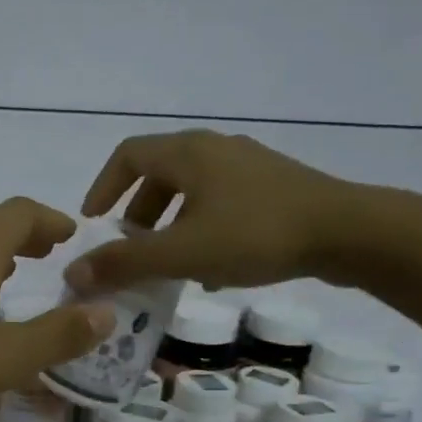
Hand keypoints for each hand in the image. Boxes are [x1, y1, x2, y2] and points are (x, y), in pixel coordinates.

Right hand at [65, 130, 381, 293]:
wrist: (348, 232)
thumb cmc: (256, 234)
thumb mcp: (182, 253)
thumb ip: (126, 262)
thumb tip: (73, 273)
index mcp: (188, 152)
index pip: (127, 156)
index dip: (103, 188)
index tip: (94, 224)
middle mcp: (215, 148)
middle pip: (159, 174)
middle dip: (137, 215)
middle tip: (130, 250)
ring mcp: (248, 165)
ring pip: (191, 191)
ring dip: (169, 226)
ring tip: (168, 265)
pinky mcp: (273, 186)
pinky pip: (220, 202)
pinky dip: (201, 229)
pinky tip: (211, 268)